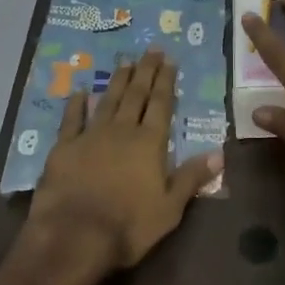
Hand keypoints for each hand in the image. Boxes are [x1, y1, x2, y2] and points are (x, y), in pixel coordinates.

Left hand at [26, 47, 223, 270]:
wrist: (73, 236)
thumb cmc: (128, 226)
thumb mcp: (170, 208)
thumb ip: (192, 178)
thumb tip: (219, 153)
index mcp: (149, 143)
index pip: (161, 105)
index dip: (166, 81)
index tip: (169, 60)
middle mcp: (122, 131)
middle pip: (136, 95)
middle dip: (145, 71)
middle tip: (151, 49)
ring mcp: (91, 136)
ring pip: (108, 101)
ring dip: (117, 80)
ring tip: (125, 61)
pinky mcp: (64, 148)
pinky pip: (72, 120)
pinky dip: (76, 105)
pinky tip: (80, 92)